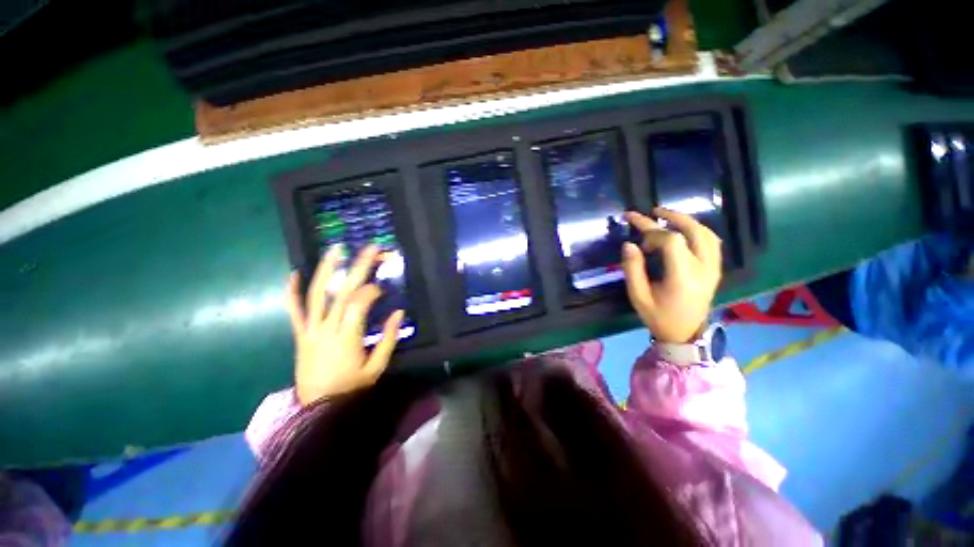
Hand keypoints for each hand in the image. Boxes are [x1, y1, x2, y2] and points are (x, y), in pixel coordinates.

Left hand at [285, 245, 404, 405]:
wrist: (318, 409)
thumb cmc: (352, 388)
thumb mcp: (377, 366)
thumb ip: (389, 338)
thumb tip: (400, 312)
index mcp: (347, 336)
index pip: (360, 303)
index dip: (372, 290)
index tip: (383, 288)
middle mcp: (327, 328)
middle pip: (343, 291)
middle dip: (359, 267)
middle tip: (370, 249)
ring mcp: (310, 330)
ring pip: (316, 295)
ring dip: (326, 269)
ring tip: (335, 250)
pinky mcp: (300, 335)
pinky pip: (293, 311)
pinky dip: (291, 292)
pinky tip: (293, 273)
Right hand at [620, 208, 721, 343]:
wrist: (685, 334)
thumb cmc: (658, 316)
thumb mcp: (638, 296)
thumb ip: (633, 269)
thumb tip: (629, 244)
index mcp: (683, 277)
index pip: (672, 241)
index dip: (651, 230)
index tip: (634, 229)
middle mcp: (704, 269)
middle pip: (694, 231)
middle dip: (672, 217)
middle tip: (653, 211)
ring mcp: (714, 268)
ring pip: (707, 234)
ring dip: (686, 221)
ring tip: (667, 217)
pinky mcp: (716, 269)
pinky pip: (712, 242)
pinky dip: (697, 231)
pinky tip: (683, 231)